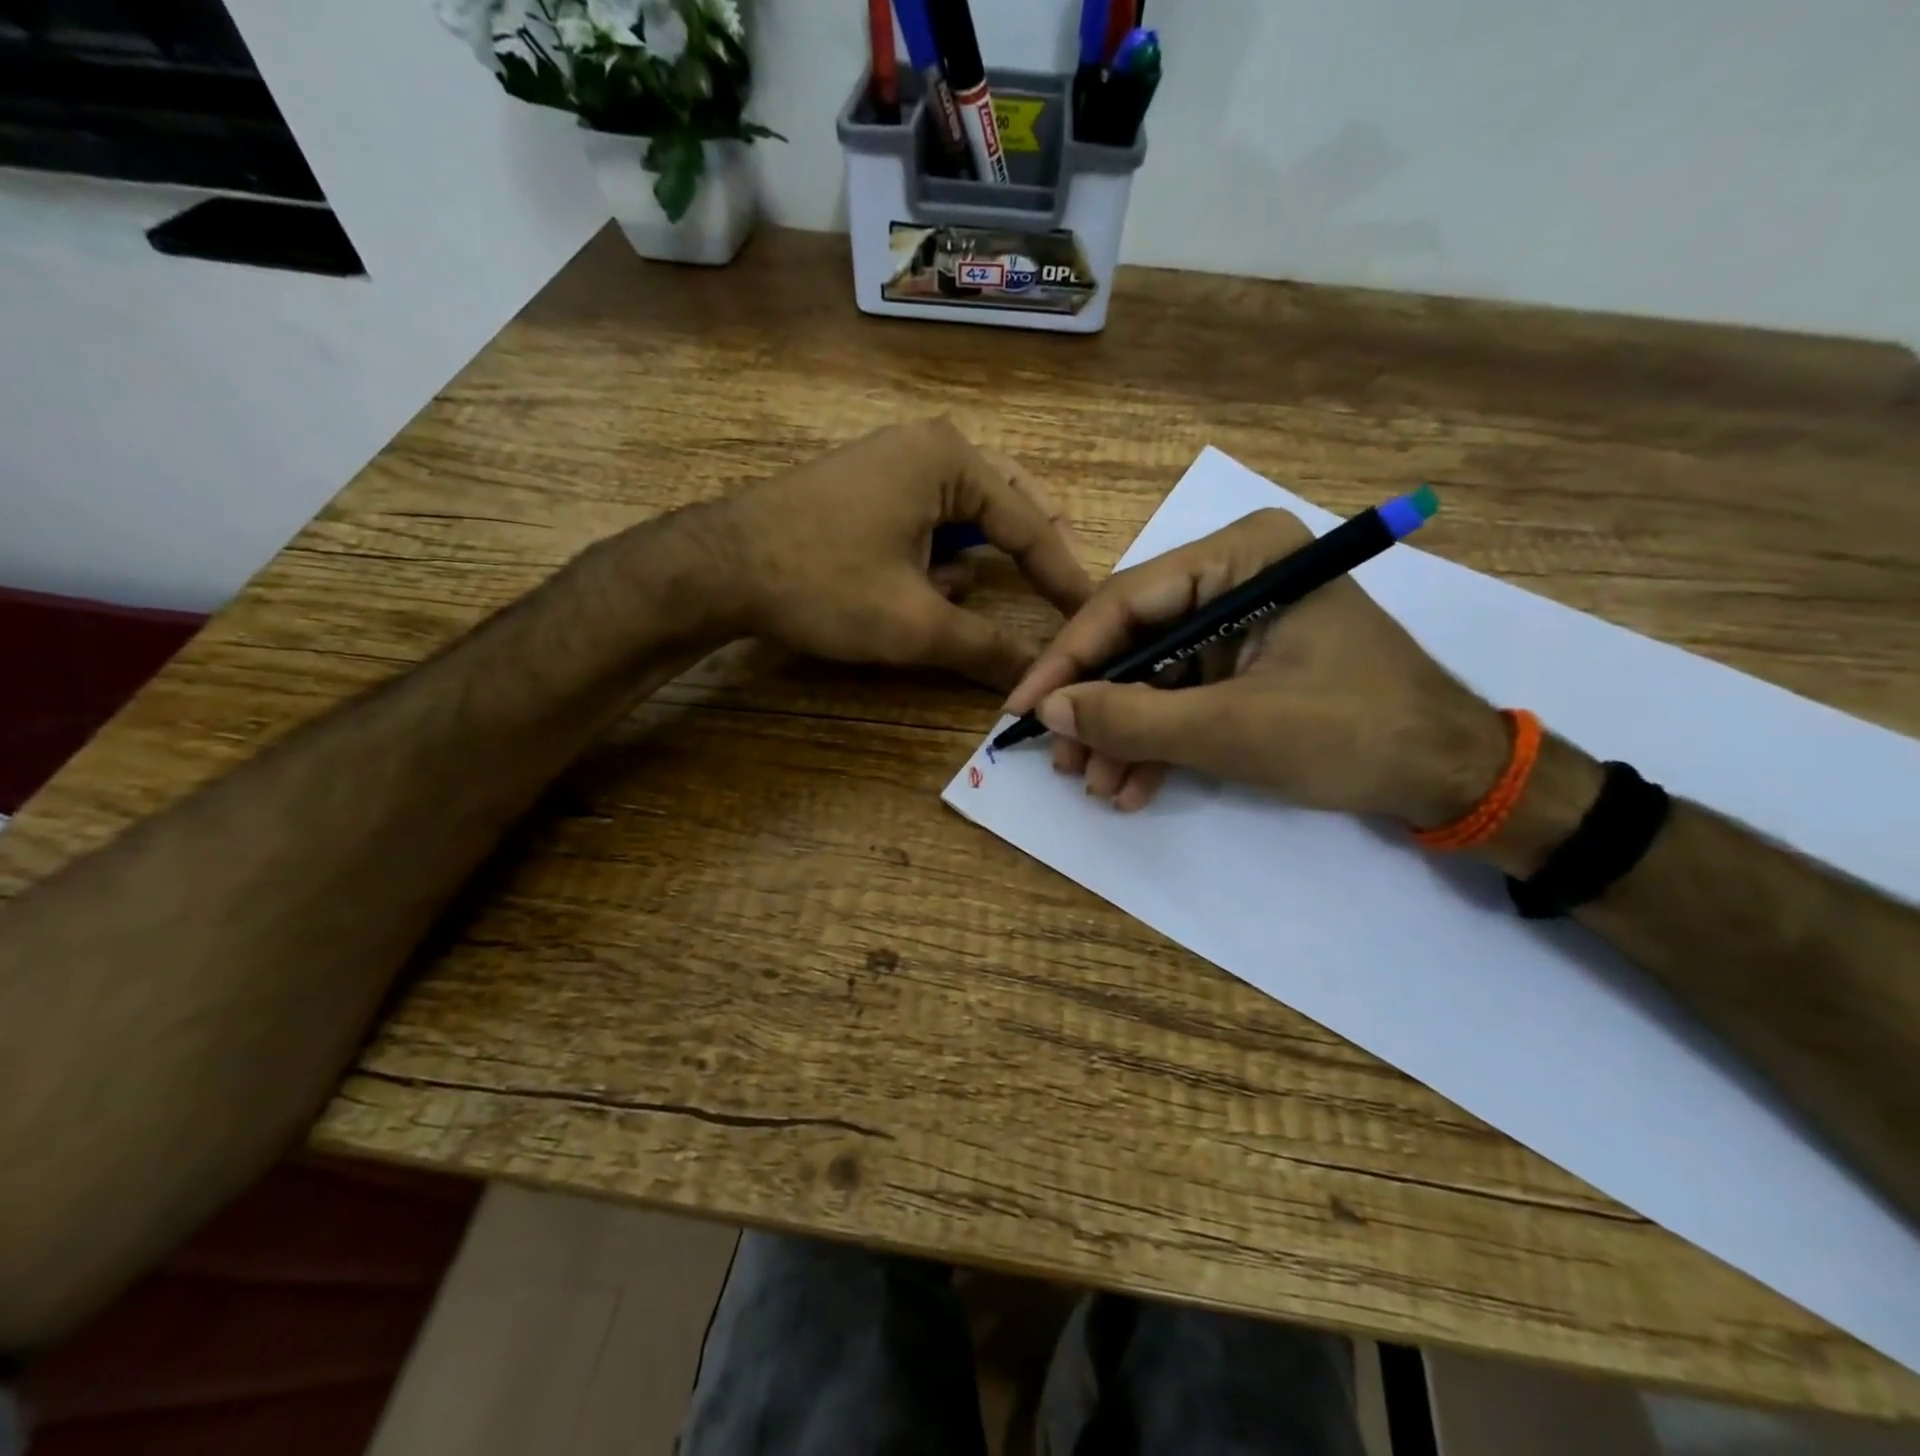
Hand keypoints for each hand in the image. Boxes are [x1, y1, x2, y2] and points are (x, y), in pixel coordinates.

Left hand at [707, 419, 1092, 690]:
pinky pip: (929, 519)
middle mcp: (928, 446)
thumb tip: (1035, 681)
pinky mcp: (868, 487)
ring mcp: (894, 462)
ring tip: (975, 600)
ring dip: (979, 558)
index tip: (1091, 614)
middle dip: (1030, 553)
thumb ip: (984, 649)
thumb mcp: (914, 624)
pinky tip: (927, 587)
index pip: (1030, 523)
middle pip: (1007, 504)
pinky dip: (941, 554)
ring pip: (966, 515)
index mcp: (950, 460)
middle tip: (1059, 596)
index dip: (1064, 576)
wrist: (718, 568)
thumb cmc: (823, 584)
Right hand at [1003, 508, 1509, 821]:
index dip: (1067, 661)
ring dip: (1122, 733)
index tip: (1022, 710)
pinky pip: (1182, 695)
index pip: (1127, 601)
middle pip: (1135, 639)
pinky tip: (1133, 785)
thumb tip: (1048, 713)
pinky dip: (1156, 740)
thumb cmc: (1353, 735)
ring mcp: (1240, 620)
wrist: (1449, 778)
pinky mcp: (1245, 662)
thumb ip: (1133, 719)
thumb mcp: (1232, 731)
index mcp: (1243, 556)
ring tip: (1097, 786)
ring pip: (1152, 673)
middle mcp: (1236, 575)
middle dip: (1096, 706)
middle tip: (1062, 762)